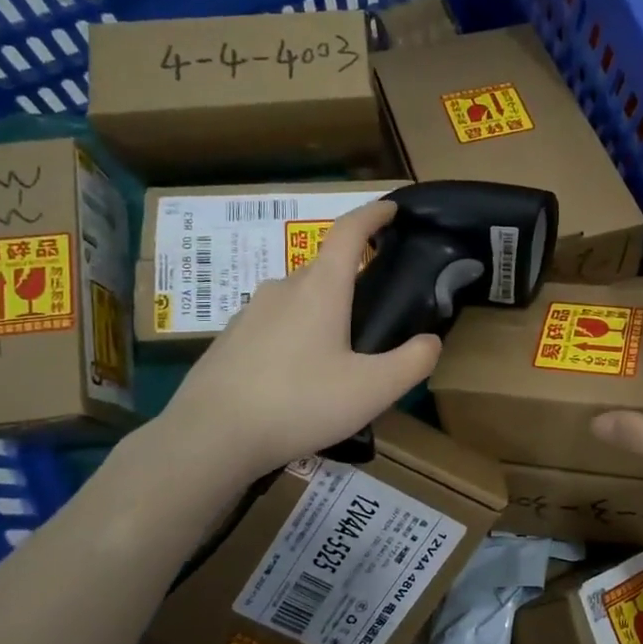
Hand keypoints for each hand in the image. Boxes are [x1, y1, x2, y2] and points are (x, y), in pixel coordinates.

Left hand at [139, 200, 439, 488]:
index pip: (349, 231)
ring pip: (296, 298)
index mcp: (321, 288)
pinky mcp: (230, 339)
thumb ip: (412, 362)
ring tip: (338, 351)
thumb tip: (431, 341)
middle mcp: (283, 288)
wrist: (212, 435)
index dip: (373, 214)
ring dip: (321, 310)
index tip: (392, 208)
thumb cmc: (300, 403)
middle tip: (375, 307)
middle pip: (323, 267)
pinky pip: (273, 323)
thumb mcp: (372, 390)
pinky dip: (294, 334)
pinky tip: (298, 374)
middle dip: (351, 275)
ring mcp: (250, 312)